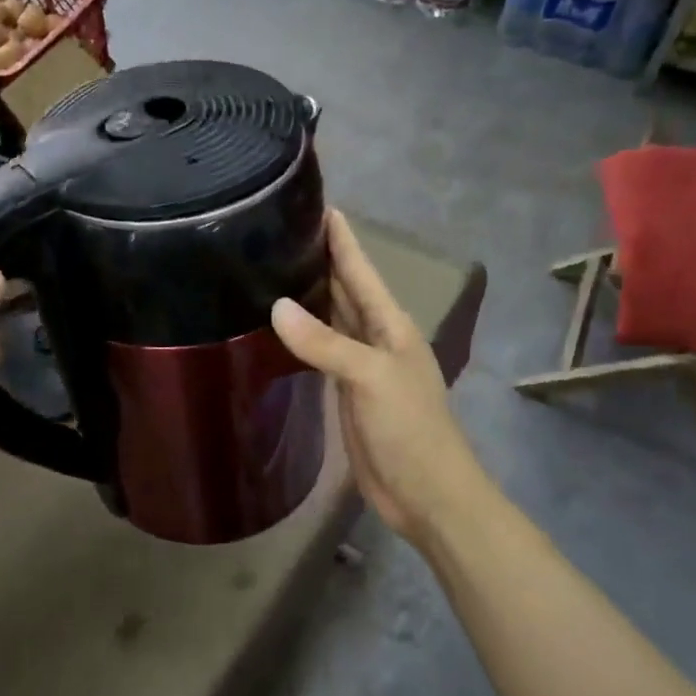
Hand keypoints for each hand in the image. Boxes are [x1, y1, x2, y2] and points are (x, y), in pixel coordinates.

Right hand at [272, 210, 485, 545]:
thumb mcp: (370, 378)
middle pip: (345, 289)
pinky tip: (279, 326)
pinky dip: (302, 336)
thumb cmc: (409, 429)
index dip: (341, 238)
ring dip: (308, 295)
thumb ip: (326, 343)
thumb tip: (277, 307)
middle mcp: (375, 337)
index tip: (316, 202)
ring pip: (330, 319)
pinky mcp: (345, 392)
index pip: (360, 270)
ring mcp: (360, 366)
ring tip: (271, 268)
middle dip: (319, 259)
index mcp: (390, 325)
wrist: (424, 492)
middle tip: (278, 230)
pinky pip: (320, 352)